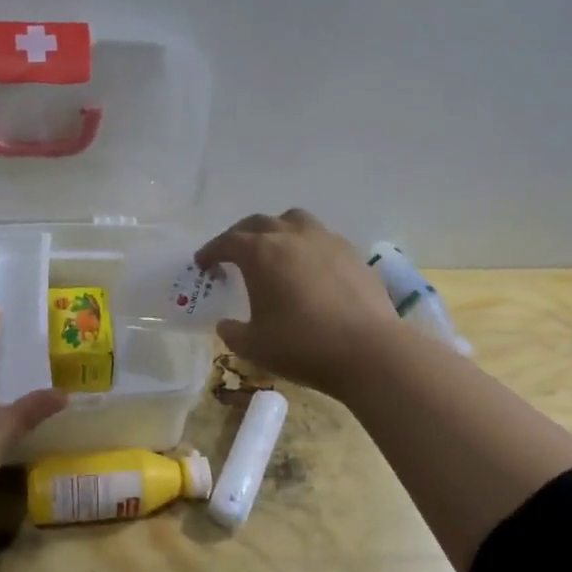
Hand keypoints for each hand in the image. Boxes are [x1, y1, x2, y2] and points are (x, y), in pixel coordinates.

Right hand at [196, 209, 401, 395]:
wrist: (368, 350)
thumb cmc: (301, 345)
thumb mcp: (254, 346)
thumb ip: (233, 332)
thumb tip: (226, 324)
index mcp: (260, 253)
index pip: (227, 242)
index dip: (211, 251)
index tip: (203, 263)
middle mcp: (291, 236)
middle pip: (259, 223)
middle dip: (241, 235)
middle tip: (233, 254)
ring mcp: (326, 240)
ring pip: (294, 220)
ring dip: (278, 230)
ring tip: (275, 250)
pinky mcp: (352, 254)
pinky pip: (322, 238)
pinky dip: (307, 246)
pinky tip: (310, 269)